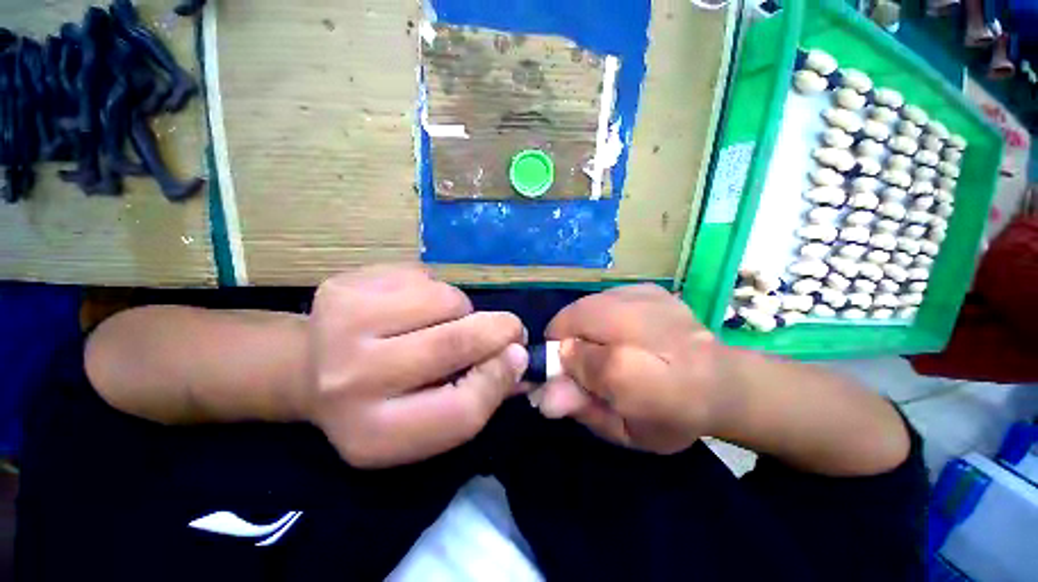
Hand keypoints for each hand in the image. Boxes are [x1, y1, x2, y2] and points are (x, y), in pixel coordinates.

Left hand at [305, 266, 527, 467]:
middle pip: (456, 343)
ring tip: (440, 323)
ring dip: (460, 310)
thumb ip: (476, 395)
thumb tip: (520, 359)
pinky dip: (434, 291)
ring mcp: (343, 322)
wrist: (305, 370)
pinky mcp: (346, 283)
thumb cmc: (377, 402)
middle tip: (510, 328)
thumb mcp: (422, 422)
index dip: (500, 379)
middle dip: (499, 330)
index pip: (462, 410)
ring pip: (447, 299)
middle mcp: (352, 379)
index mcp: (375, 432)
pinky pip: (425, 276)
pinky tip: (412, 307)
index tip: (518, 358)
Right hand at [540, 284, 734, 453]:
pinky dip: (600, 314)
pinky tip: (621, 331)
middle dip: (567, 340)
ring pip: (586, 305)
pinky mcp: (649, 289)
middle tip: (584, 362)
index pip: (571, 357)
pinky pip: (604, 297)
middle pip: (574, 319)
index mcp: (636, 375)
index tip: (563, 376)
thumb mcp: (624, 430)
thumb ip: (582, 409)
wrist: (726, 384)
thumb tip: (542, 395)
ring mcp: (646, 299)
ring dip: (583, 326)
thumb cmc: (671, 416)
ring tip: (605, 346)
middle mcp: (639, 326)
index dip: (556, 365)